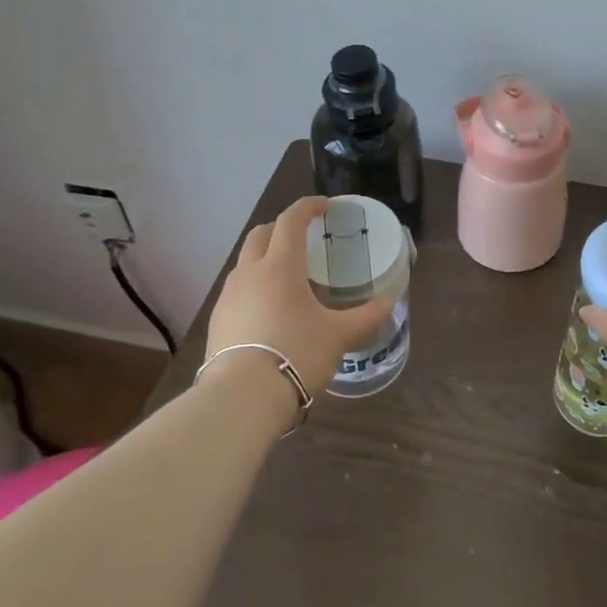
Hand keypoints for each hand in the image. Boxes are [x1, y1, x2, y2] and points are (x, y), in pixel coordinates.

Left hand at [204, 197, 392, 414]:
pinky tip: (269, 310)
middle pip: (261, 234)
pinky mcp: (217, 322)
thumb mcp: (339, 336)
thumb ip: (366, 317)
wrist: (241, 399)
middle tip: (304, 238)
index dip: (309, 207)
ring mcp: (228, 297)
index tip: (325, 207)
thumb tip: (388, 304)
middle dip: (281, 228)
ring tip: (288, 277)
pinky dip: (254, 287)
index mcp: (280, 266)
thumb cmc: (296, 354)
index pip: (291, 220)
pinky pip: (237, 291)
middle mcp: (250, 273)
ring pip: (245, 263)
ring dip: (265, 258)